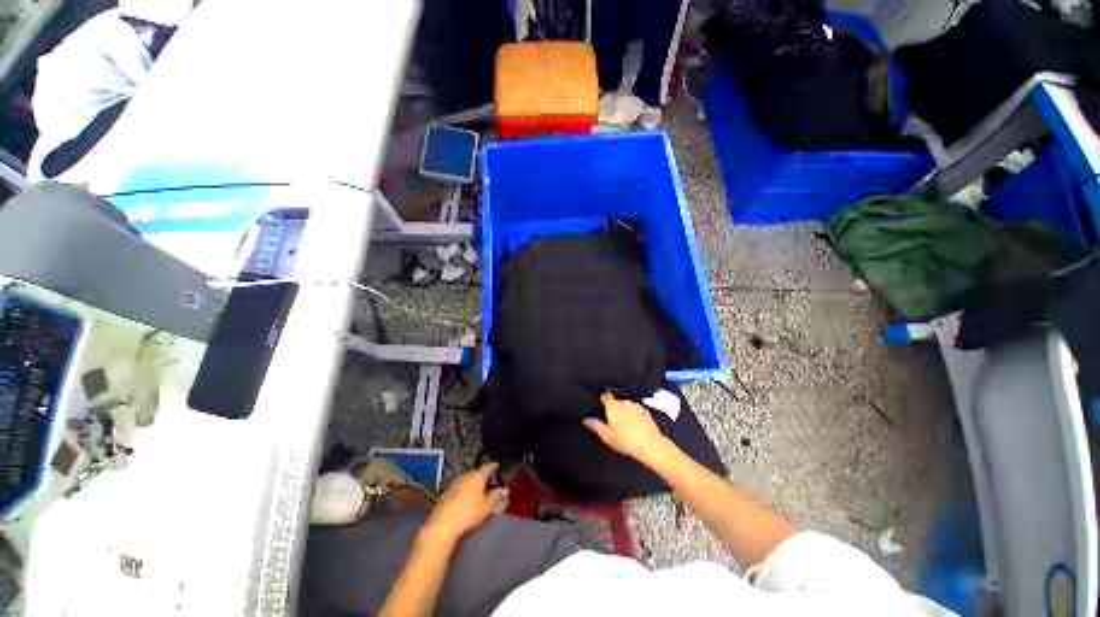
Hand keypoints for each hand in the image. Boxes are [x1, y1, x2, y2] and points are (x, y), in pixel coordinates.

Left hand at [424, 463, 508, 543]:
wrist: (443, 524)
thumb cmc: (468, 513)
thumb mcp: (486, 506)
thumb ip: (496, 496)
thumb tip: (504, 490)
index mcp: (478, 476)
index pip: (488, 466)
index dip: (494, 466)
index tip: (498, 467)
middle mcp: (466, 475)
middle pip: (477, 472)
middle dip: (483, 475)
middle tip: (490, 481)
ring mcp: (455, 483)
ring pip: (467, 479)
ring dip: (473, 482)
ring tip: (479, 490)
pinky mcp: (446, 493)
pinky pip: (459, 487)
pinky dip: (465, 489)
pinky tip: (466, 498)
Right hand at [584, 392, 666, 461]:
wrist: (650, 445)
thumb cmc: (625, 440)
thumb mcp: (606, 435)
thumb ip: (595, 425)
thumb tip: (586, 419)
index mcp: (613, 406)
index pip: (605, 395)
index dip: (602, 398)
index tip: (600, 403)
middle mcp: (625, 402)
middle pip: (616, 401)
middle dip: (614, 407)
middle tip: (611, 419)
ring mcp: (637, 406)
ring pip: (627, 406)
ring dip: (625, 412)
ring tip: (624, 424)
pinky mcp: (647, 412)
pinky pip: (636, 411)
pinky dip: (634, 416)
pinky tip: (635, 426)